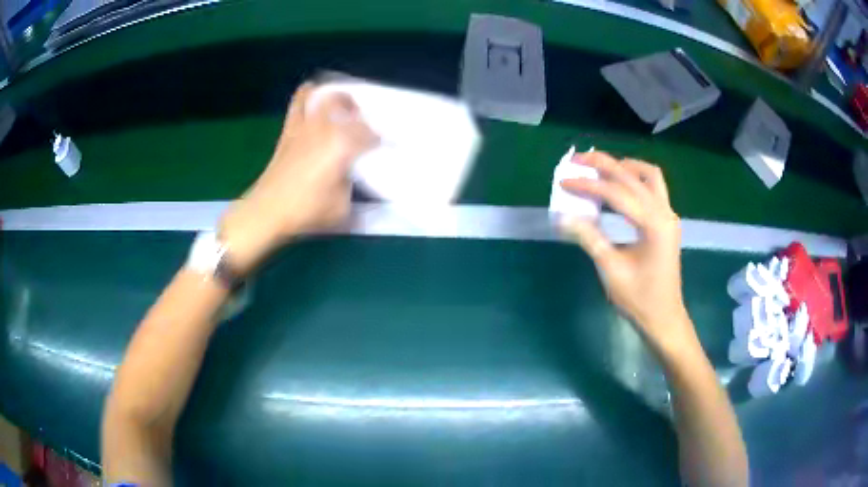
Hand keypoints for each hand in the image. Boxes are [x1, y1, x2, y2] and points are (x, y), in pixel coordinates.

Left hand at [219, 82, 376, 272]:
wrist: (267, 211)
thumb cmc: (306, 211)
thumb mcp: (342, 208)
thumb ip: (353, 186)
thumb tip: (352, 173)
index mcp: (343, 146)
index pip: (370, 134)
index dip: (381, 139)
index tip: (385, 147)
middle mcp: (325, 128)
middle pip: (349, 108)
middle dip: (361, 114)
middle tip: (366, 125)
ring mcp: (305, 126)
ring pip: (325, 97)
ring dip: (337, 98)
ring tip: (343, 107)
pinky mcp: (289, 130)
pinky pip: (298, 103)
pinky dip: (308, 95)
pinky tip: (315, 97)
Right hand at [558, 151, 695, 354]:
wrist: (664, 317)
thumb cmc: (639, 299)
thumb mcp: (611, 270)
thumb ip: (590, 238)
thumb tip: (563, 217)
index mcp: (654, 225)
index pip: (617, 194)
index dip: (588, 185)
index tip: (564, 181)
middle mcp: (665, 213)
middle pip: (633, 175)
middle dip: (604, 164)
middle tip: (577, 160)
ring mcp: (668, 216)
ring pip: (649, 175)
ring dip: (624, 167)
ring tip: (600, 168)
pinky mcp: (667, 221)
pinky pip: (653, 188)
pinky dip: (634, 179)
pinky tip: (618, 186)